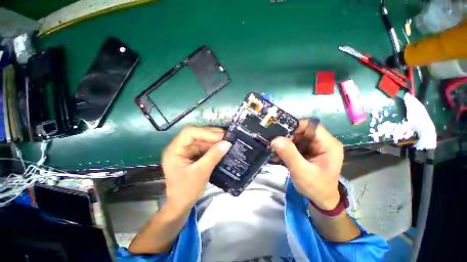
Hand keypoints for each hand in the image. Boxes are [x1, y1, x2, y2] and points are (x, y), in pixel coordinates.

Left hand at [162, 126, 230, 210]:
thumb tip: (227, 143)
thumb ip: (213, 156)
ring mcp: (186, 150)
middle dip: (211, 135)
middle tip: (226, 136)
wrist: (181, 204)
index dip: (206, 132)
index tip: (221, 136)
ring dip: (213, 140)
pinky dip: (212, 146)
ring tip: (226, 140)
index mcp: (175, 150)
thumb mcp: (201, 173)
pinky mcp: (192, 154)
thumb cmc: (186, 190)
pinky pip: (203, 146)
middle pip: (196, 134)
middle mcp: (179, 147)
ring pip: (201, 139)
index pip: (189, 133)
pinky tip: (221, 146)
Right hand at [271, 120, 343, 209]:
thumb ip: (289, 155)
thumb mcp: (302, 172)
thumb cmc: (316, 188)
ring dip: (285, 143)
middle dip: (288, 137)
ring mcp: (316, 147)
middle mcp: (323, 142)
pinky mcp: (309, 151)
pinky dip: (286, 149)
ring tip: (275, 151)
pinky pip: (296, 144)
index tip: (281, 134)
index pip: (312, 126)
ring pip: (297, 137)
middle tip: (275, 144)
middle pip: (303, 131)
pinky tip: (278, 155)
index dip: (296, 127)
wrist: (321, 200)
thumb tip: (276, 139)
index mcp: (329, 145)